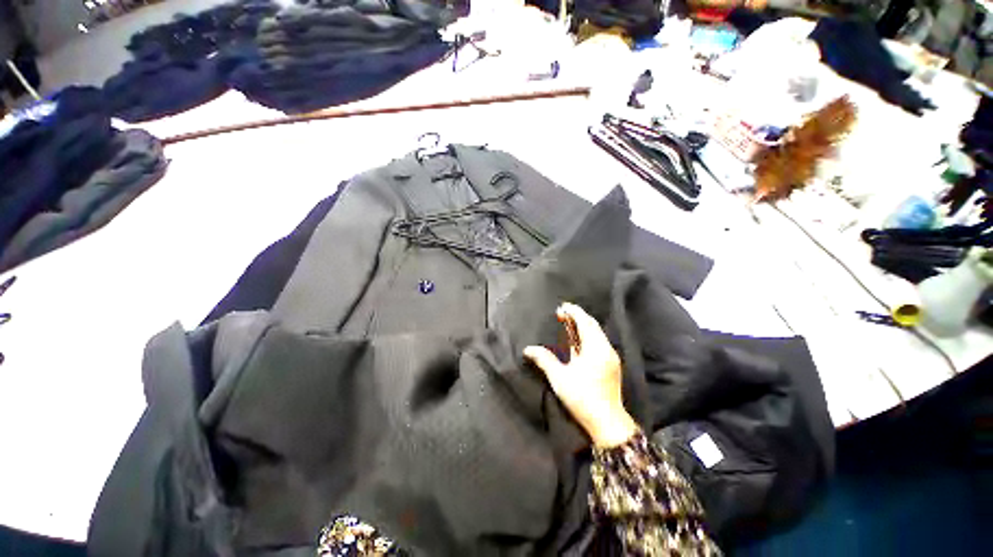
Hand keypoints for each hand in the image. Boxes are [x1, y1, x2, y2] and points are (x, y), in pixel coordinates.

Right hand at [524, 303, 637, 447]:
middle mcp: (605, 349)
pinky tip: (577, 340)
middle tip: (562, 313)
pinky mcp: (610, 364)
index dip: (573, 312)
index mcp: (595, 349)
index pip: (585, 322)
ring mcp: (610, 357)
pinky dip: (587, 336)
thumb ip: (544, 360)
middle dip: (577, 316)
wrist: (608, 423)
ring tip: (568, 323)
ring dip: (582, 326)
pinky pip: (598, 342)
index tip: (562, 306)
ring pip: (596, 333)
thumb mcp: (560, 378)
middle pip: (592, 325)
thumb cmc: (582, 398)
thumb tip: (528, 349)